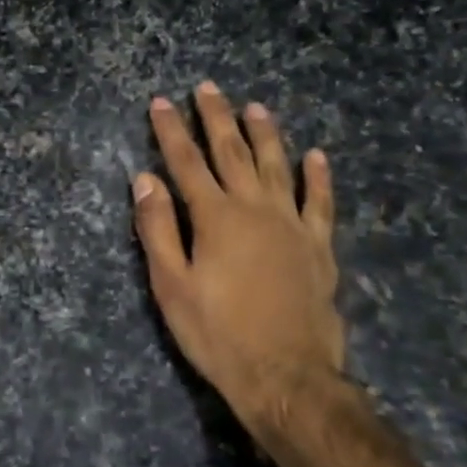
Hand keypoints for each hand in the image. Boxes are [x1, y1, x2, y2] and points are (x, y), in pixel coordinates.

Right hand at [133, 82, 346, 443]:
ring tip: (256, 107)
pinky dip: (319, 178)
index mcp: (215, 218)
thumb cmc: (217, 333)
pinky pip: (320, 203)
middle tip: (208, 89)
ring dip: (265, 135)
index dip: (171, 131)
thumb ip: (158, 228)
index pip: (186, 162)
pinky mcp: (319, 247)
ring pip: (278, 167)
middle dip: (216, 118)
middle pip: (233, 153)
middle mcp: (255, 209)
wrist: (287, 377)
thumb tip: (145, 179)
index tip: (160, 102)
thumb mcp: (171, 285)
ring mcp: (293, 225)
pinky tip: (317, 156)